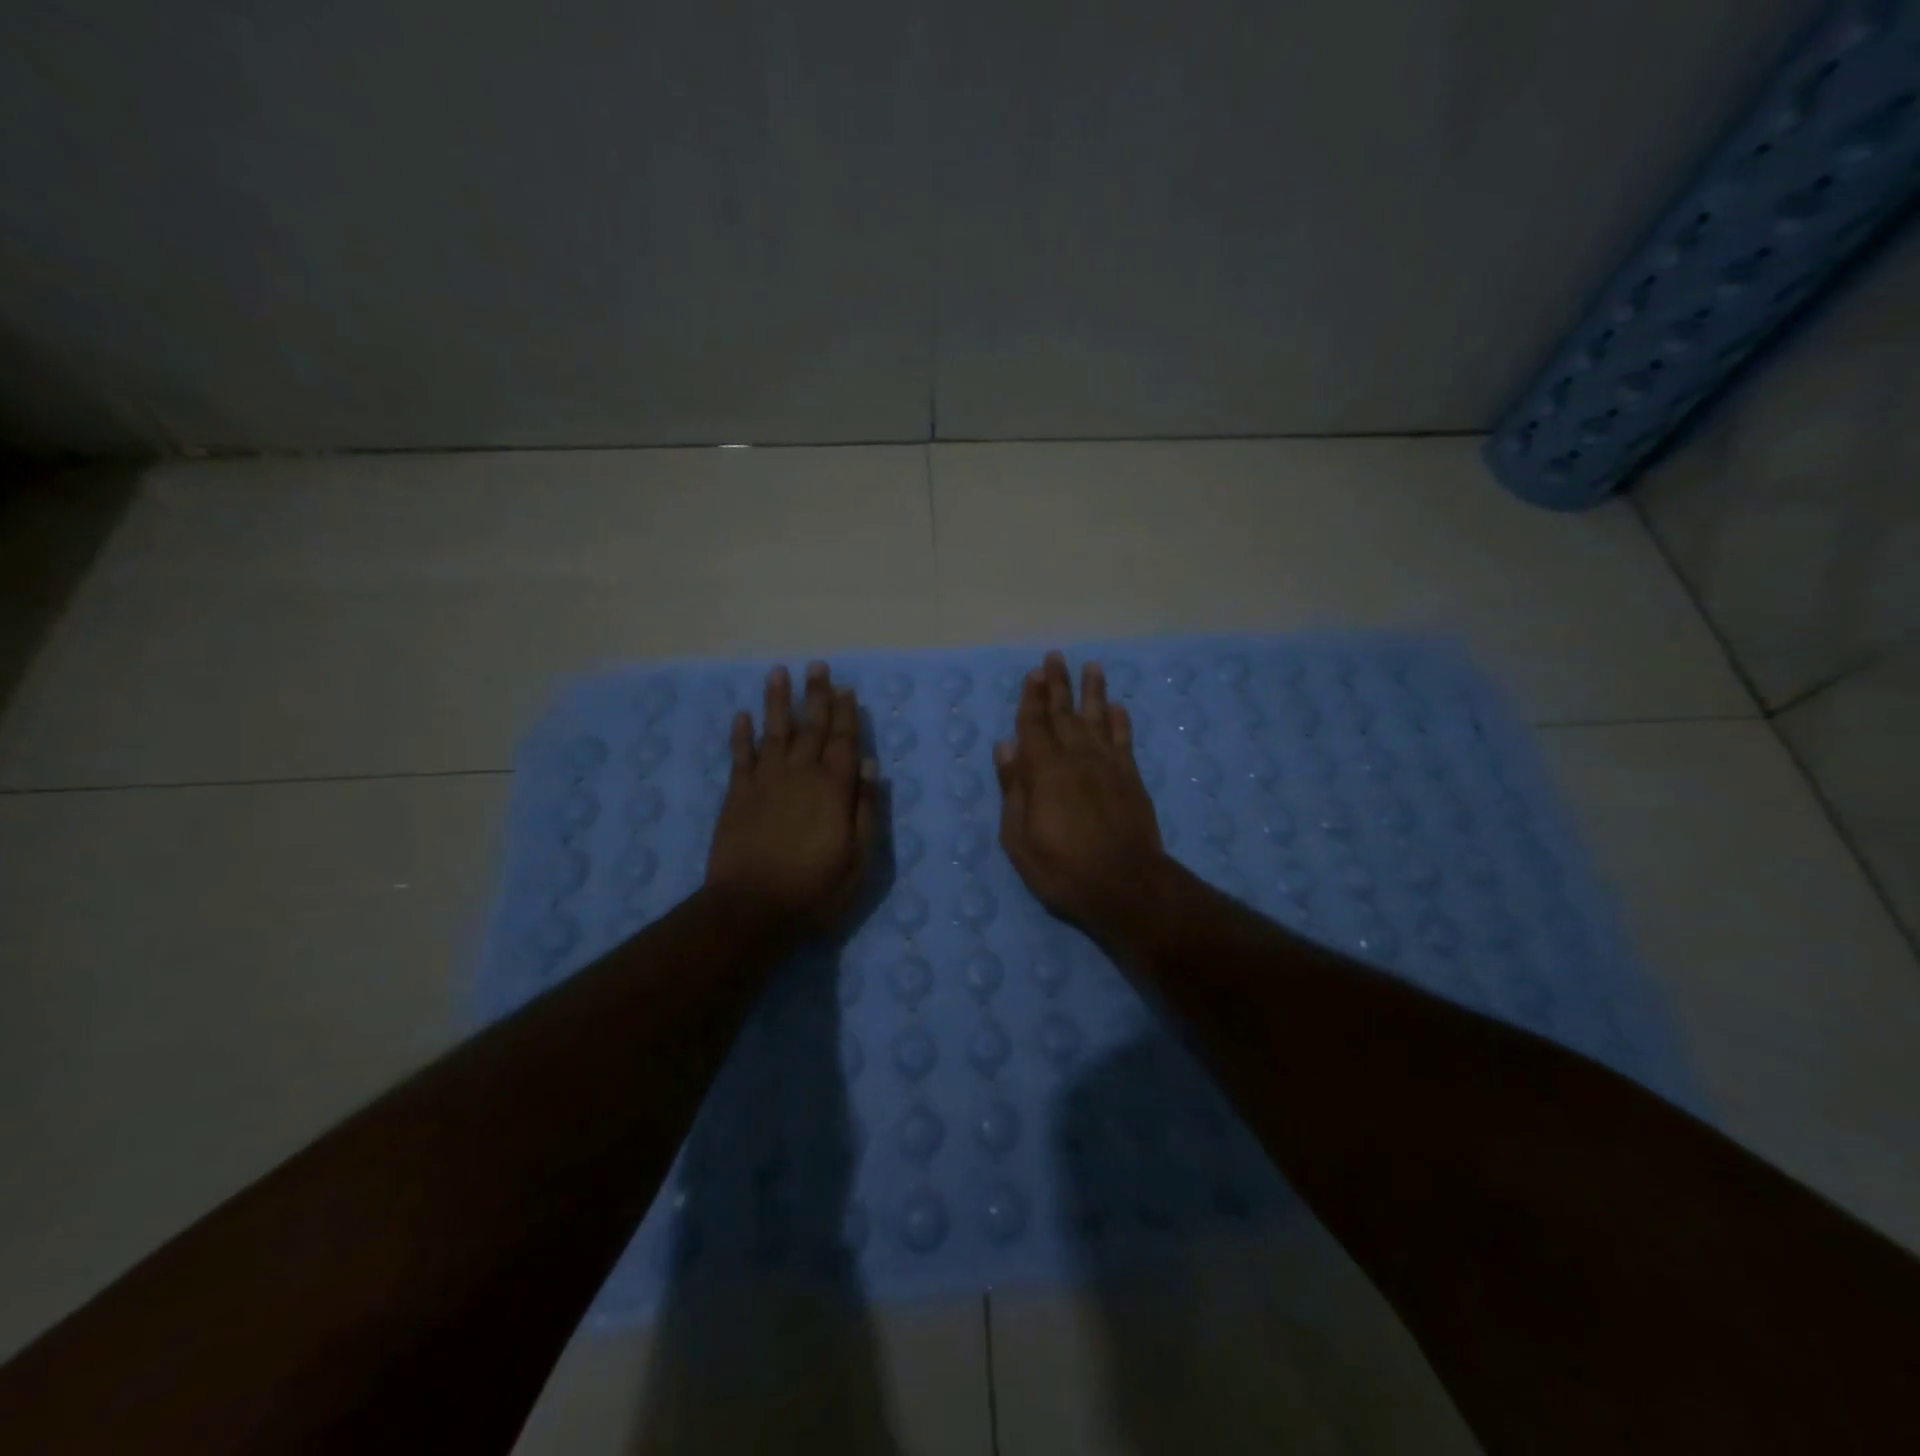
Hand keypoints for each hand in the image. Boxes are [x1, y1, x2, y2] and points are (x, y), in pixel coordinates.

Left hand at [706, 662, 877, 934]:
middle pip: (811, 727)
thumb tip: (869, 766)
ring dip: (777, 701)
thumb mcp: (858, 858)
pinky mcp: (737, 795)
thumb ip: (864, 809)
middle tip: (817, 666)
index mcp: (833, 788)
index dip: (845, 713)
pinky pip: (740, 756)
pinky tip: (743, 715)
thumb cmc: (815, 889)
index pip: (843, 741)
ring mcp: (765, 782)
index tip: (845, 687)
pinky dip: (741, 734)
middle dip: (816, 695)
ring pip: (774, 731)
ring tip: (778, 673)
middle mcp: (800, 774)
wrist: (752, 909)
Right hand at [993, 651, 1168, 941]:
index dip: (1031, 698)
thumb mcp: (1019, 838)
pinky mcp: (1131, 778)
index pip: (1034, 725)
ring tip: (1092, 666)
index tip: (1033, 673)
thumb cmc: (1062, 868)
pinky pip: (1125, 741)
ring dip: (1093, 691)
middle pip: (1064, 714)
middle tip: (1055, 657)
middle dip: (1058, 684)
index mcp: (1044, 771)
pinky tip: (1118, 707)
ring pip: (1098, 718)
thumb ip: (1013, 789)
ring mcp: (1108, 766)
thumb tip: (1005, 747)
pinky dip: (1121, 722)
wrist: (1126, 885)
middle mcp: (1077, 758)